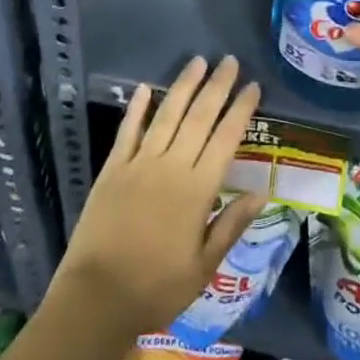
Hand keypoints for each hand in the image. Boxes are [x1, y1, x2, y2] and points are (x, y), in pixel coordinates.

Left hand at [55, 55, 263, 338]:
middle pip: (199, 117)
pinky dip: (138, 108)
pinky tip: (146, 87)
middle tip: (230, 60)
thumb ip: (231, 225)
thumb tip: (262, 192)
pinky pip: (128, 131)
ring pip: (167, 115)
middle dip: (217, 87)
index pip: (226, 139)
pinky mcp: (113, 168)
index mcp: (198, 190)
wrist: (97, 298)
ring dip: (184, 86)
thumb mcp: (204, 266)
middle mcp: (171, 167)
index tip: (253, 86)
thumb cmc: (157, 288)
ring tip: (198, 61)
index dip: (241, 110)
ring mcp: (139, 164)